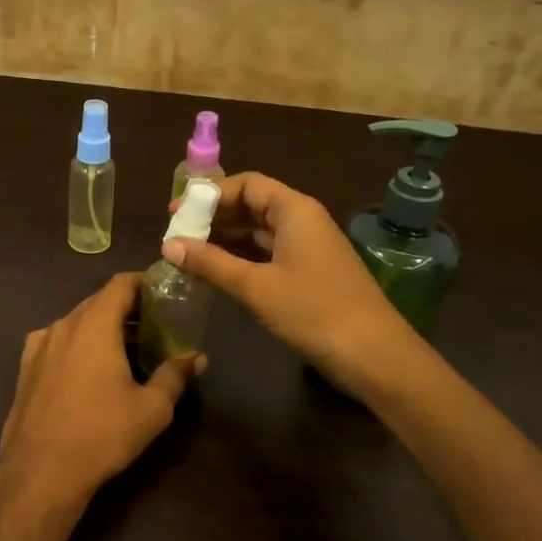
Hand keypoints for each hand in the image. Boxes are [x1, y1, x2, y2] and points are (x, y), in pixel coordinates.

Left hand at [0, 273, 201, 504]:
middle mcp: (63, 325)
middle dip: (126, 308)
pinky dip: (77, 344)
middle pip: (98, 301)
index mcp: (94, 325)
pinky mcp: (25, 367)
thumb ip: (175, 375)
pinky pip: (57, 342)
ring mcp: (39, 345)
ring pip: (76, 322)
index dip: (143, 283)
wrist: (41, 471)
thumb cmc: (101, 434)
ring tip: (126, 350)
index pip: (120, 284)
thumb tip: (196, 356)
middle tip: (153, 325)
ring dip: (101, 327)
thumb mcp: (151, 408)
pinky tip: (88, 369)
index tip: (163, 294)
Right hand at [164, 172, 414, 393]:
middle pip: (251, 206)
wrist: (373, 356)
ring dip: (223, 240)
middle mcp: (302, 221)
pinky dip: (239, 260)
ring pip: (257, 233)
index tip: (177, 212)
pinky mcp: (308, 274)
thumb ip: (210, 263)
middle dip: (213, 218)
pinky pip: (266, 255)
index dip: (210, 194)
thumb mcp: (255, 286)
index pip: (247, 184)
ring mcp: (307, 249)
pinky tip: (215, 274)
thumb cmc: (313, 311)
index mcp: (294, 210)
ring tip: (187, 255)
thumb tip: (168, 244)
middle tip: (176, 236)